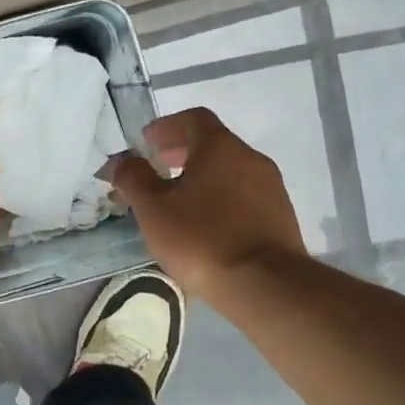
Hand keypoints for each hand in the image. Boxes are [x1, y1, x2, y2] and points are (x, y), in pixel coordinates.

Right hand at [112, 107, 306, 297]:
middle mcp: (250, 158)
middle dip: (183, 151)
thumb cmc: (202, 238)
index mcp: (220, 147)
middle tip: (159, 169)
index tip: (147, 143)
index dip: (167, 126)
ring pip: (230, 170)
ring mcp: (271, 188)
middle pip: (213, 143)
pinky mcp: (281, 217)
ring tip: (179, 202)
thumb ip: (134, 178)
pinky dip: (221, 198)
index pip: (193, 118)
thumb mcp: (153, 209)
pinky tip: (207, 226)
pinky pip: (244, 195)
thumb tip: (123, 160)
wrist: (266, 286)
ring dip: (203, 177)